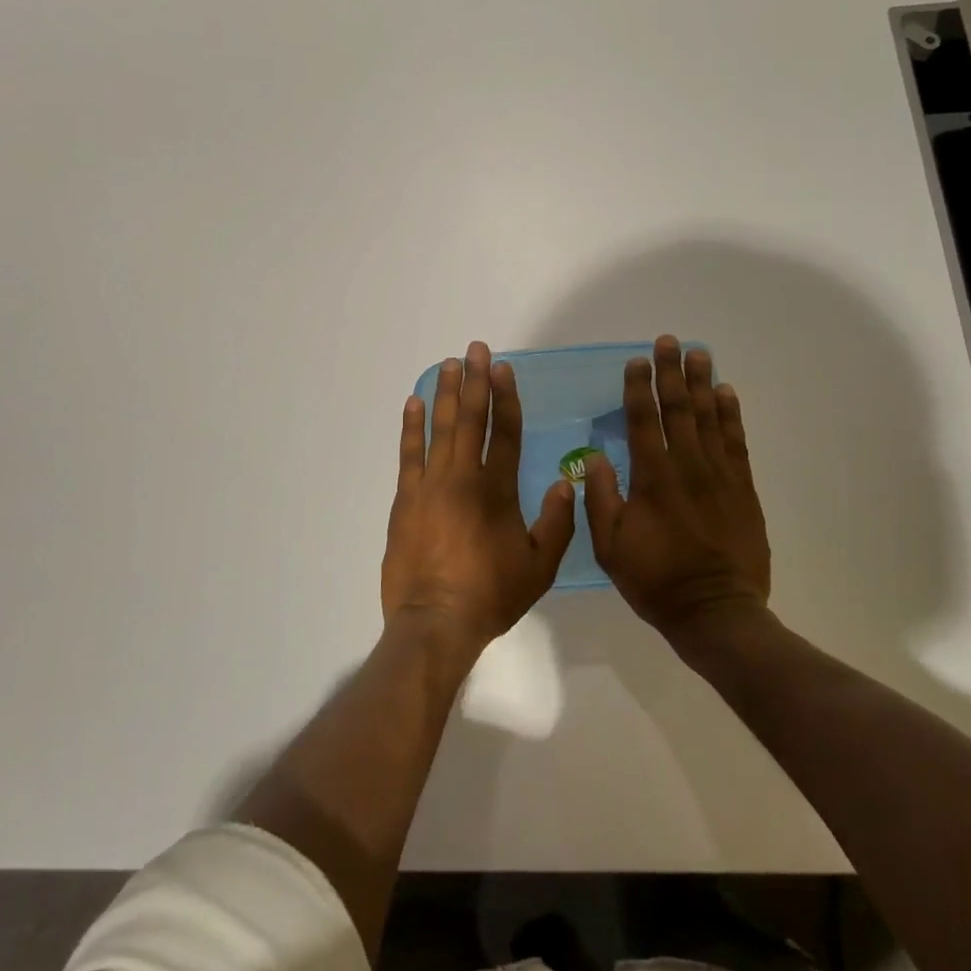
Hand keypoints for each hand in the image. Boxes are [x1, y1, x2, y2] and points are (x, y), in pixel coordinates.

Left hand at [383, 341, 576, 655]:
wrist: (435, 621)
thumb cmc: (491, 595)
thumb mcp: (539, 567)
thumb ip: (556, 523)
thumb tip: (564, 482)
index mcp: (498, 490)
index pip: (505, 432)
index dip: (506, 397)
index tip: (503, 368)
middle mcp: (464, 477)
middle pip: (471, 419)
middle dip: (475, 380)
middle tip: (475, 348)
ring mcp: (431, 484)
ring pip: (440, 428)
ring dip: (446, 393)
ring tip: (449, 363)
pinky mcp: (406, 497)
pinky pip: (409, 453)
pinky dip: (412, 426)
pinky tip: (414, 403)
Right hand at [584, 335, 770, 643]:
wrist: (716, 612)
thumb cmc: (656, 580)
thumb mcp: (610, 546)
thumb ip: (601, 498)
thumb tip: (594, 457)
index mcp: (652, 478)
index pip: (643, 421)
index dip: (638, 388)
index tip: (636, 362)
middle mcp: (686, 466)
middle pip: (678, 408)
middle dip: (671, 372)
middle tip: (669, 341)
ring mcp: (719, 475)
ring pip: (708, 418)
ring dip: (701, 383)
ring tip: (698, 353)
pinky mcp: (742, 488)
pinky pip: (736, 442)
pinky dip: (730, 415)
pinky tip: (726, 393)